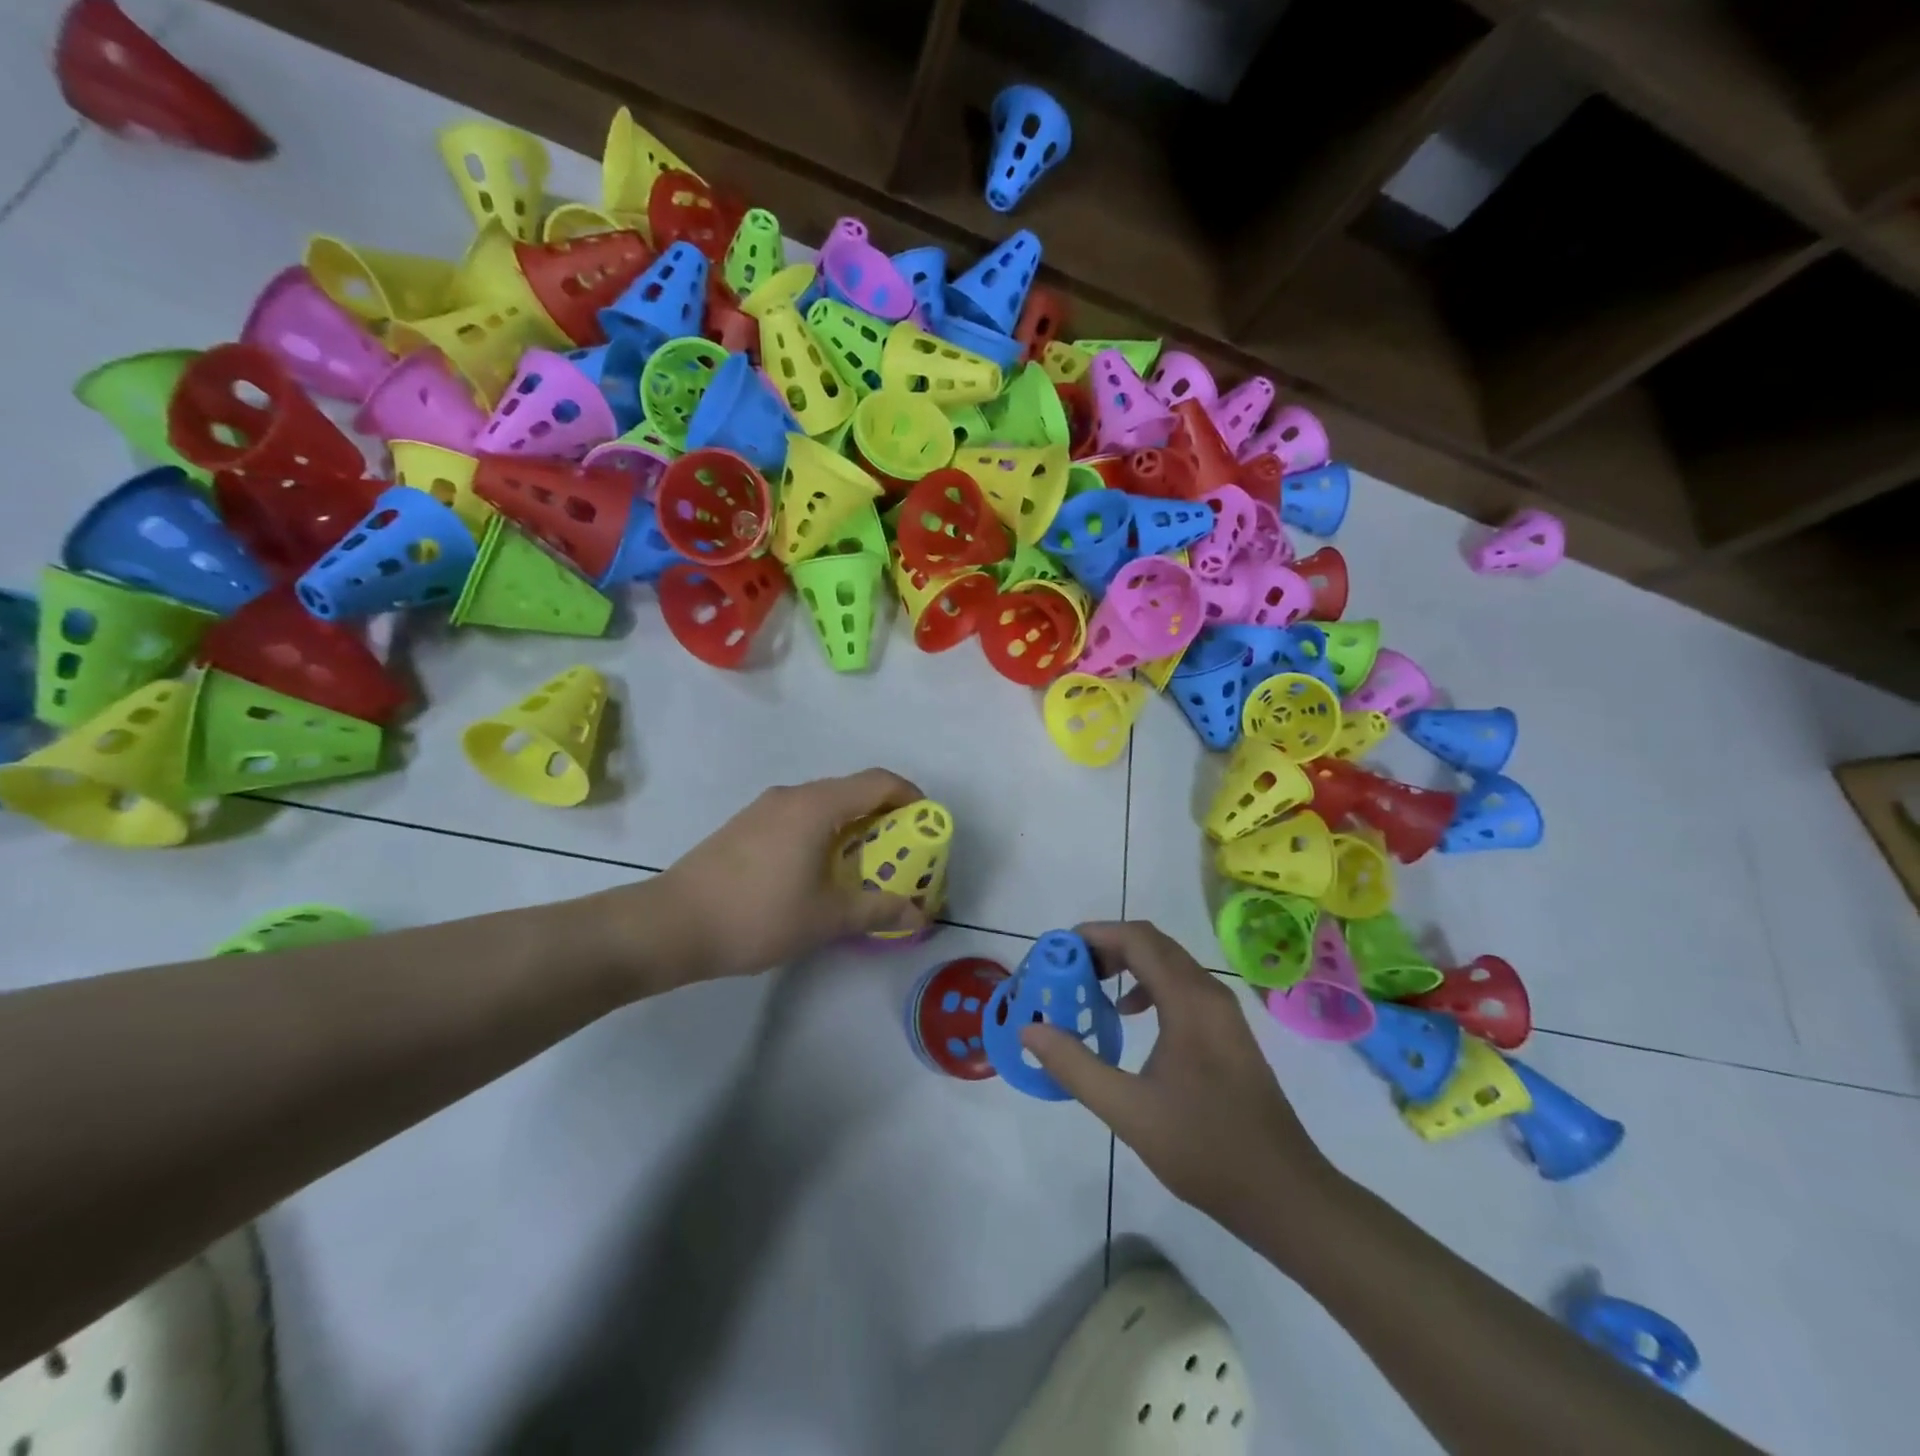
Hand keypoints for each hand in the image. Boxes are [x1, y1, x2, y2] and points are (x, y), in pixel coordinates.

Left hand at [638, 768, 929, 983]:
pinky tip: (818, 872)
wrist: (670, 924)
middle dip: (886, 817)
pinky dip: (825, 833)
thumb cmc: (757, 916)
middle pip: (853, 791)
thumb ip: (877, 910)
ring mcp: (764, 808)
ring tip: (863, 867)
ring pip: (825, 804)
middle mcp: (793, 796)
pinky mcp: (746, 825)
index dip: (911, 797)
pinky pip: (800, 817)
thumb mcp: (826, 918)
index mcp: (817, 806)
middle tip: (902, 854)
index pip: (879, 782)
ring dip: (853, 827)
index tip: (928, 826)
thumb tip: (917, 913)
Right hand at [1020, 921, 1334, 1240]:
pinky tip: (1130, 1016)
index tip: (1057, 952)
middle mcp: (1209, 992)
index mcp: (1189, 1000)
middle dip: (1106, 946)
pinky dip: (1148, 985)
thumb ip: (1075, 1066)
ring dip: (1127, 964)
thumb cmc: (1204, 1148)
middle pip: (1152, 943)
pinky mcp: (1228, 1031)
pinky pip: (1182, 986)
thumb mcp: (1128, 1111)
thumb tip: (1030, 1030)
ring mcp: (1223, 1011)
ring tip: (1091, 988)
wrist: (1284, 1194)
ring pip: (1169, 963)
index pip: (1136, 939)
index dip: (1094, 935)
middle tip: (1067, 970)